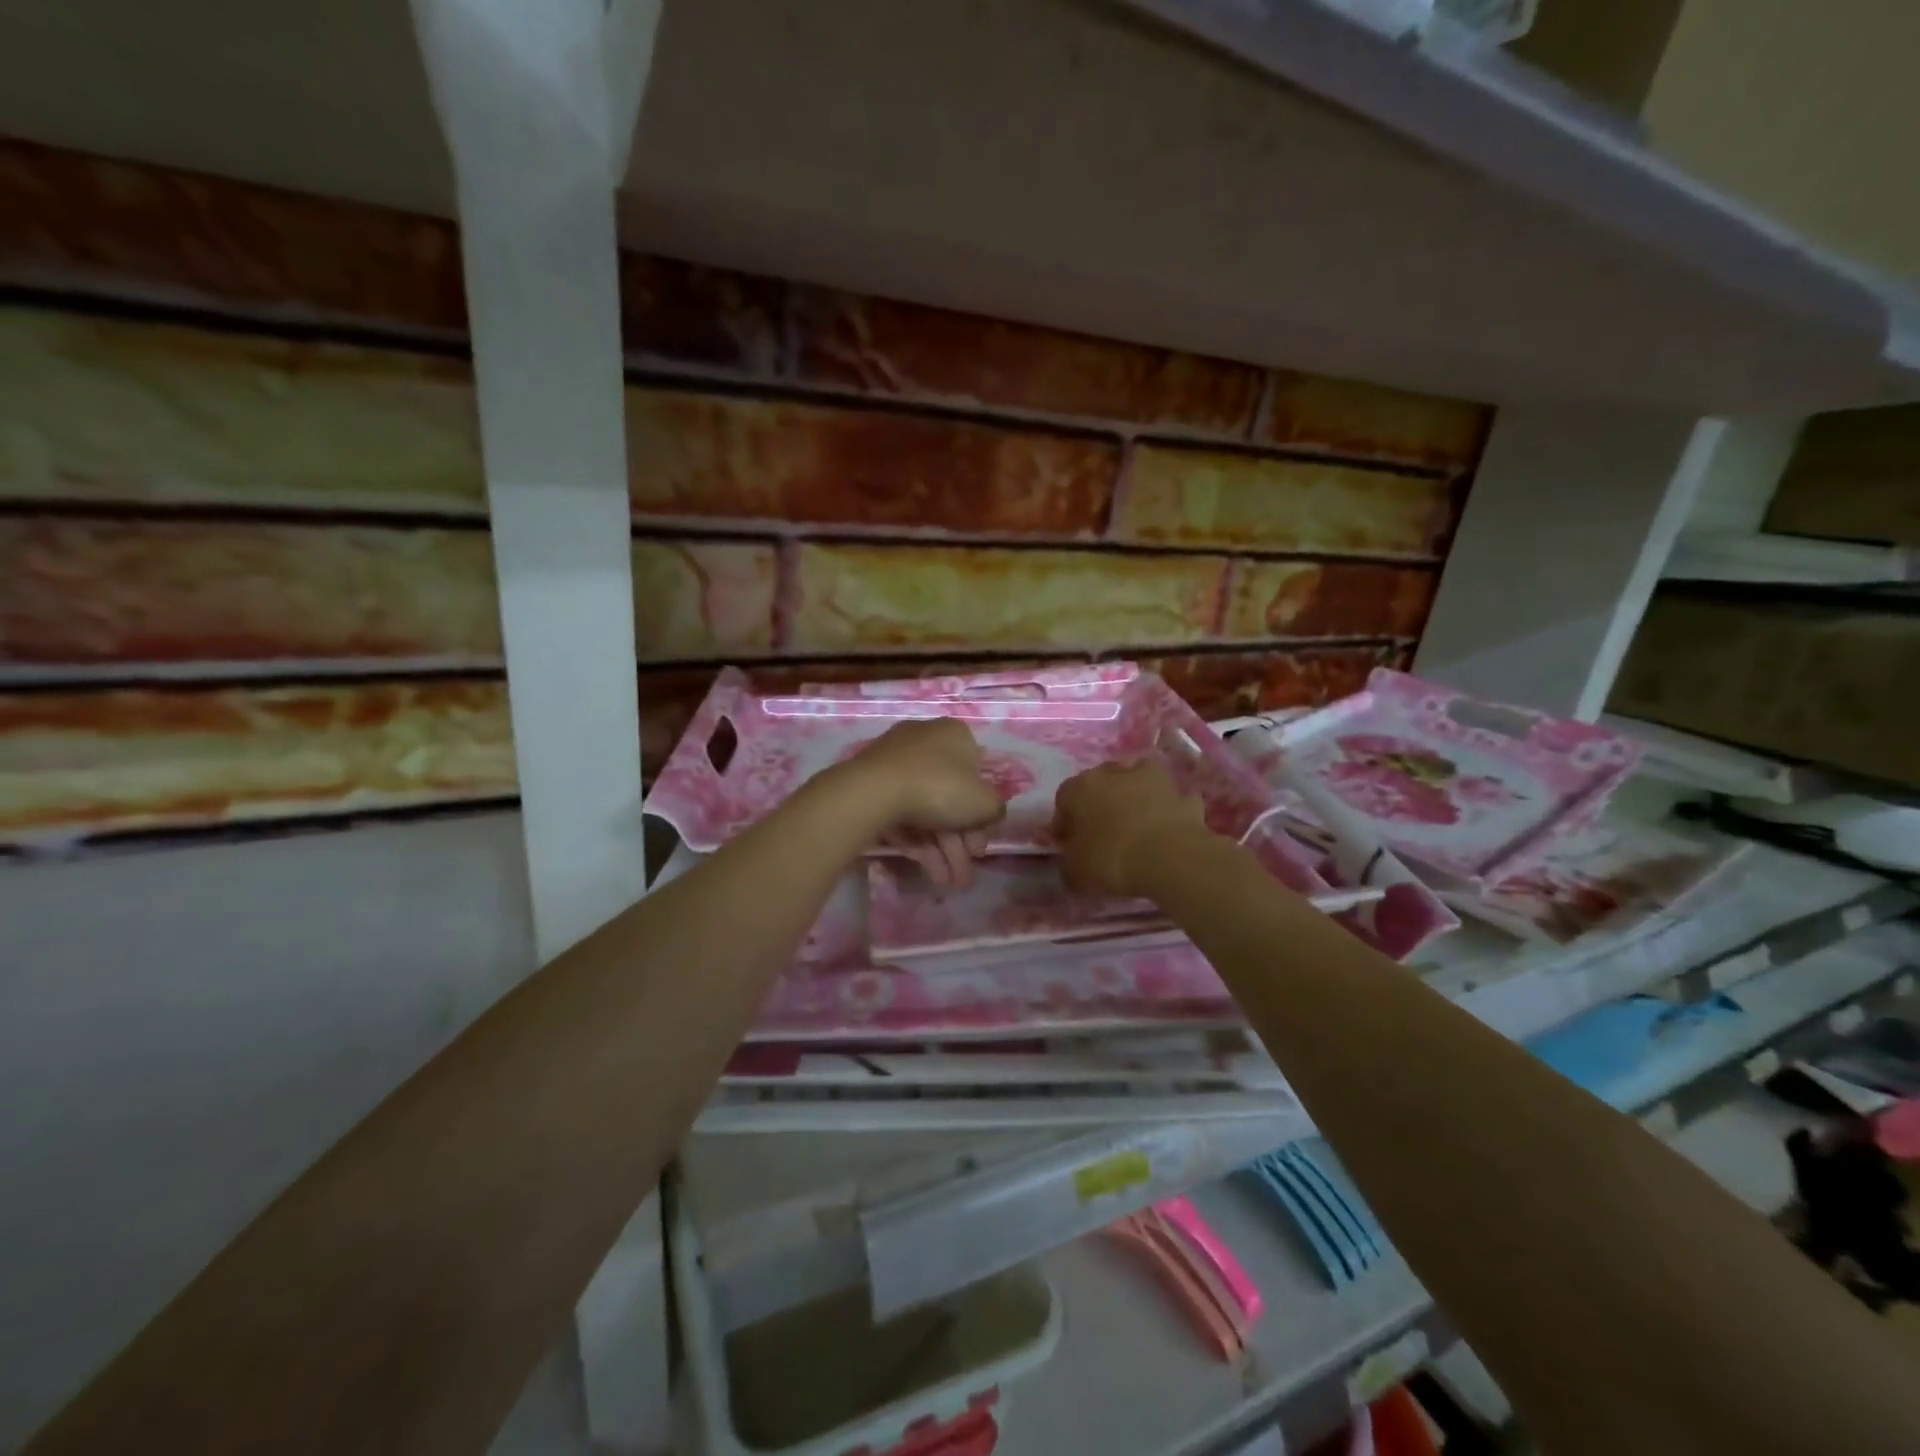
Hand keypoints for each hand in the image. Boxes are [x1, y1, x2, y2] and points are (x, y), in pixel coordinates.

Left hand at [835, 718, 1005, 887]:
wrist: (875, 791)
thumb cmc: (940, 788)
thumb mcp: (984, 802)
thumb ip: (995, 808)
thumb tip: (991, 812)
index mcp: (954, 735)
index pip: (977, 773)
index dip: (982, 812)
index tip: (980, 844)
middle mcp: (925, 741)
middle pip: (950, 797)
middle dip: (961, 841)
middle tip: (964, 873)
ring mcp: (895, 763)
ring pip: (926, 810)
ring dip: (942, 850)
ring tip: (947, 883)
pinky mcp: (873, 784)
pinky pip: (902, 814)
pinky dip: (917, 842)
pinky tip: (928, 872)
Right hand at [1052, 760, 1208, 897]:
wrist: (1171, 858)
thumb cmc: (1112, 859)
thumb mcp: (1076, 872)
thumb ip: (1069, 861)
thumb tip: (1073, 858)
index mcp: (1081, 788)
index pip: (1064, 798)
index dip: (1064, 821)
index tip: (1068, 844)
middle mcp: (1115, 774)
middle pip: (1102, 782)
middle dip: (1100, 802)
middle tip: (1102, 831)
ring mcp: (1153, 780)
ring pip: (1139, 780)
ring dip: (1136, 795)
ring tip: (1137, 823)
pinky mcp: (1183, 795)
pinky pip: (1172, 800)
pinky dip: (1169, 809)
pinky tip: (1168, 828)